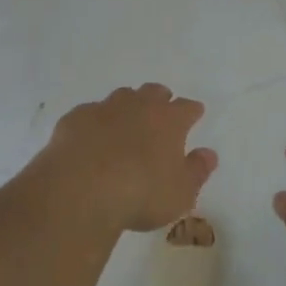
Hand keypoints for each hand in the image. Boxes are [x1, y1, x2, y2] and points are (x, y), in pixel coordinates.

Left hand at [37, 84, 217, 233]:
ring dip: (128, 106)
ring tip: (126, 123)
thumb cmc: (140, 194)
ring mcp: (105, 108)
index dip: (192, 111)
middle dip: (160, 99)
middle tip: (161, 112)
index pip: (187, 108)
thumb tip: (209, 153)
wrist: (81, 189)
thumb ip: (197, 171)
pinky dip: (95, 122)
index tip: (195, 114)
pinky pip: (90, 113)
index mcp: (169, 120)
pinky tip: (91, 138)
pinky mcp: (76, 118)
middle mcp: (139, 105)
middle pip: (154, 92)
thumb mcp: (180, 193)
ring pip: (122, 96)